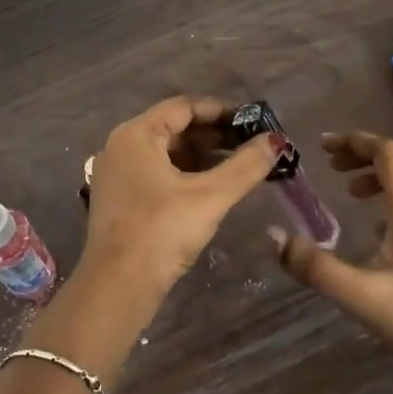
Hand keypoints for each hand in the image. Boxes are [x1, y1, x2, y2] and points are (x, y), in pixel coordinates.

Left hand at [83, 97, 278, 296]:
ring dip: (201, 156)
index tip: (252, 120)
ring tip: (239, 165)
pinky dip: (185, 174)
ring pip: (166, 153)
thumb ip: (245, 165)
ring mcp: (117, 175)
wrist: (117, 287)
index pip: (183, 107)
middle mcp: (121, 147)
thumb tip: (276, 141)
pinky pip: (156, 173)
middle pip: (174, 128)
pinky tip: (212, 187)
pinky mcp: (119, 199)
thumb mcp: (210, 196)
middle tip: (251, 144)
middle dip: (214, 135)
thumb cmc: (161, 231)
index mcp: (136, 135)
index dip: (220, 111)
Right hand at [271, 132, 392, 385]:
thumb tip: (274, 236)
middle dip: (365, 153)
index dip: (353, 142)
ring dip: (382, 172)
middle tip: (332, 166)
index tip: (322, 146)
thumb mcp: (361, 297)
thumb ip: (315, 267)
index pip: (386, 151)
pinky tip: (381, 226)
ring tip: (351, 193)